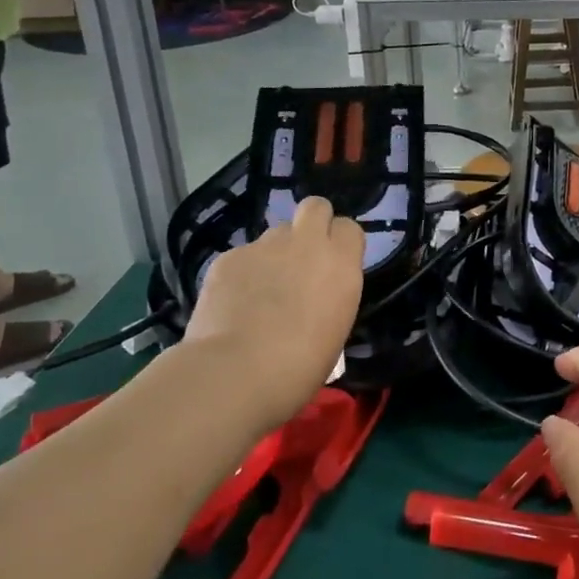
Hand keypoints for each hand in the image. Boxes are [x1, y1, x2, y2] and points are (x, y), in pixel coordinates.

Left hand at [186, 197, 365, 431]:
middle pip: (316, 205)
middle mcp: (306, 244)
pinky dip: (242, 273)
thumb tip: (316, 295)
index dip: (341, 242)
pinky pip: (243, 256)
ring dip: (276, 252)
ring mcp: (264, 246)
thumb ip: (331, 296)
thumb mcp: (335, 330)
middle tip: (304, 256)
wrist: (235, 373)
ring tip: (263, 288)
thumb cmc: (299, 366)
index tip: (335, 264)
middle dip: (312, 223)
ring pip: (276, 233)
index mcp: (341, 263)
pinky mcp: (229, 257)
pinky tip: (233, 304)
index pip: (349, 227)